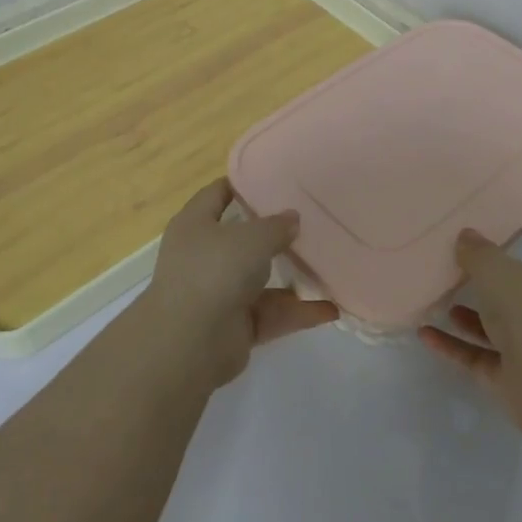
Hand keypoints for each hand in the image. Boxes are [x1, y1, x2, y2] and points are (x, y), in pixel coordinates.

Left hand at [138, 178, 336, 387]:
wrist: (189, 344)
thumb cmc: (214, 272)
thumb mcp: (252, 238)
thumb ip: (276, 226)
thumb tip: (292, 218)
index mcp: (195, 225)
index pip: (217, 194)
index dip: (242, 184)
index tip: (274, 178)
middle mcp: (204, 256)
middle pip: (243, 239)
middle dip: (275, 233)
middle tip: (312, 220)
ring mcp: (220, 293)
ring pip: (262, 279)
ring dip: (293, 276)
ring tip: (330, 264)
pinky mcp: (236, 326)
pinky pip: (273, 313)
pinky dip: (298, 312)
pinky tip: (331, 308)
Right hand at [419, 214, 521, 438]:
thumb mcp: (500, 271)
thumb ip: (479, 253)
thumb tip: (467, 236)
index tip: (501, 202)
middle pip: (517, 279)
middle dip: (489, 267)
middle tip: (453, 246)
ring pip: (495, 320)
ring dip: (468, 310)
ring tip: (435, 290)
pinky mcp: (513, 375)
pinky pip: (477, 354)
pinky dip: (453, 344)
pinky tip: (424, 333)